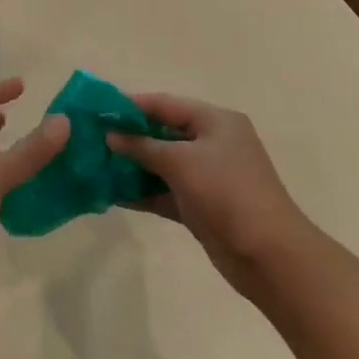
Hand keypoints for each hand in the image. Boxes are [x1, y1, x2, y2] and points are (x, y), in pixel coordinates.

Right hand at [108, 94, 315, 294]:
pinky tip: (111, 194)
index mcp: (215, 121)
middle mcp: (212, 143)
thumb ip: (142, 146)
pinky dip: (142, 191)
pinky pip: (165, 191)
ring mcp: (207, 176)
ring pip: (161, 164)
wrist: (267, 254)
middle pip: (162, 132)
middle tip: (91, 139)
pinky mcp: (200, 205)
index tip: (96, 109)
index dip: (131, 105)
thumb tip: (110, 135)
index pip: (166, 104)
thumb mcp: (181, 162)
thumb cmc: (226, 193)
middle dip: (128, 136)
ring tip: (94, 166)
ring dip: (131, 165)